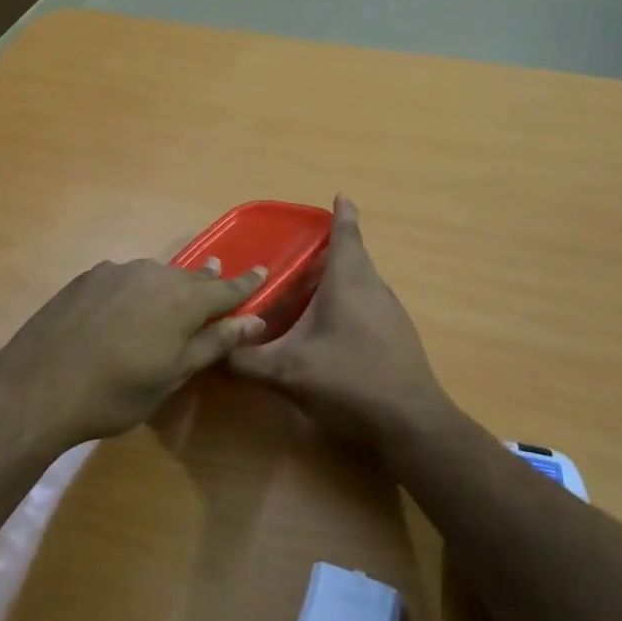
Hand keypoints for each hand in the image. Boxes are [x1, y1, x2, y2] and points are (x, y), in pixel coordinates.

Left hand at [0, 257, 268, 442]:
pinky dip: (134, 288)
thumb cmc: (116, 393)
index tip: (263, 270)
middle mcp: (155, 274)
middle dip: (207, 282)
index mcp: (183, 301)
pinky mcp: (88, 276)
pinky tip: (123, 308)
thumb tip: (256, 321)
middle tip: (217, 280)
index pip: (226, 288)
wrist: (39, 387)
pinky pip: (125, 277)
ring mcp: (118, 271)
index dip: (247, 283)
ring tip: (169, 298)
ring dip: (168, 286)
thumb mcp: (173, 375)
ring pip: (156, 274)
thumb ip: (214, 342)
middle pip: (191, 277)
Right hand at [228, 196, 454, 448]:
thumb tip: (210, 351)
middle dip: (327, 250)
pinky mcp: (398, 335)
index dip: (341, 214)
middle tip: (295, 254)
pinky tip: (330, 328)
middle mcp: (373, 287)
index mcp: (349, 281)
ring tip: (306, 289)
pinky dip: (348, 302)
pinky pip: (368, 303)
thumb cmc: (349, 382)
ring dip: (337, 279)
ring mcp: (390, 312)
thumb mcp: (287, 373)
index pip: (346, 233)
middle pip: (353, 256)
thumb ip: (245, 361)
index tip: (338, 196)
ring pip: (361, 282)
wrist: (411, 424)